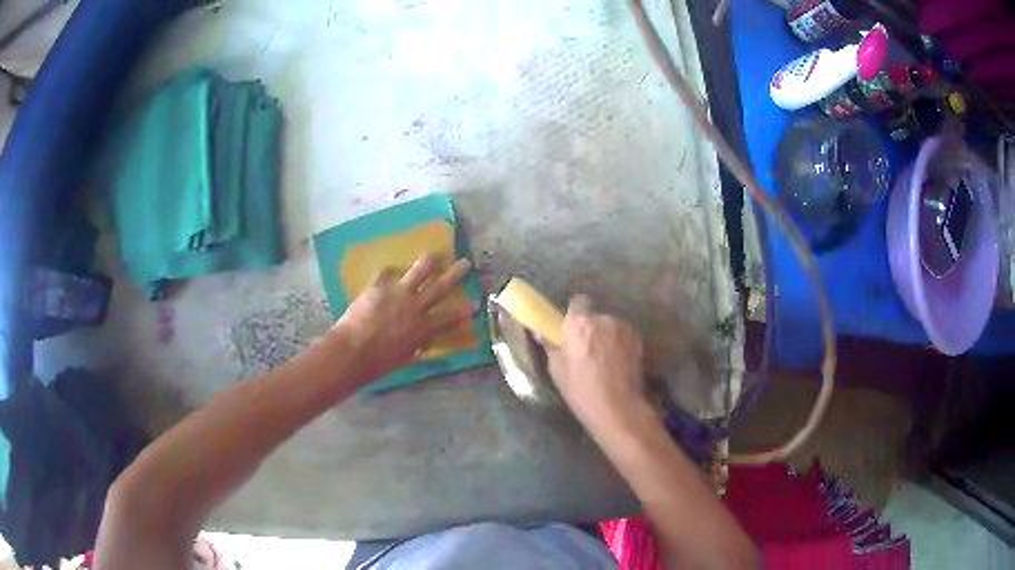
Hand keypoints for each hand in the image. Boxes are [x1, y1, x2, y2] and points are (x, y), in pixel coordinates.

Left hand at [332, 254, 475, 384]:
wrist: (354, 351)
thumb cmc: (379, 363)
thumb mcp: (405, 357)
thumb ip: (415, 344)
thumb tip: (420, 340)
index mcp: (424, 328)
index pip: (450, 318)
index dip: (465, 311)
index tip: (476, 303)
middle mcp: (416, 306)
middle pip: (440, 287)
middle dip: (455, 274)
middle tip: (465, 263)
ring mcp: (398, 293)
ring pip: (419, 270)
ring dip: (429, 261)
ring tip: (434, 255)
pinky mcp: (379, 286)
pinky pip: (387, 273)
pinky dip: (389, 272)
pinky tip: (389, 271)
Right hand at [545, 295, 646, 425]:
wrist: (618, 407)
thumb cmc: (581, 390)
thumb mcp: (558, 370)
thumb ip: (551, 346)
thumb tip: (541, 332)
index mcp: (579, 323)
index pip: (578, 302)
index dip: (574, 314)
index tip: (570, 330)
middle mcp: (604, 318)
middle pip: (595, 316)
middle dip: (590, 328)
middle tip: (585, 350)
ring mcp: (624, 328)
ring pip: (610, 326)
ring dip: (606, 336)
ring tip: (603, 360)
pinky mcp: (638, 339)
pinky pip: (623, 335)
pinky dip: (619, 344)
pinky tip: (617, 364)